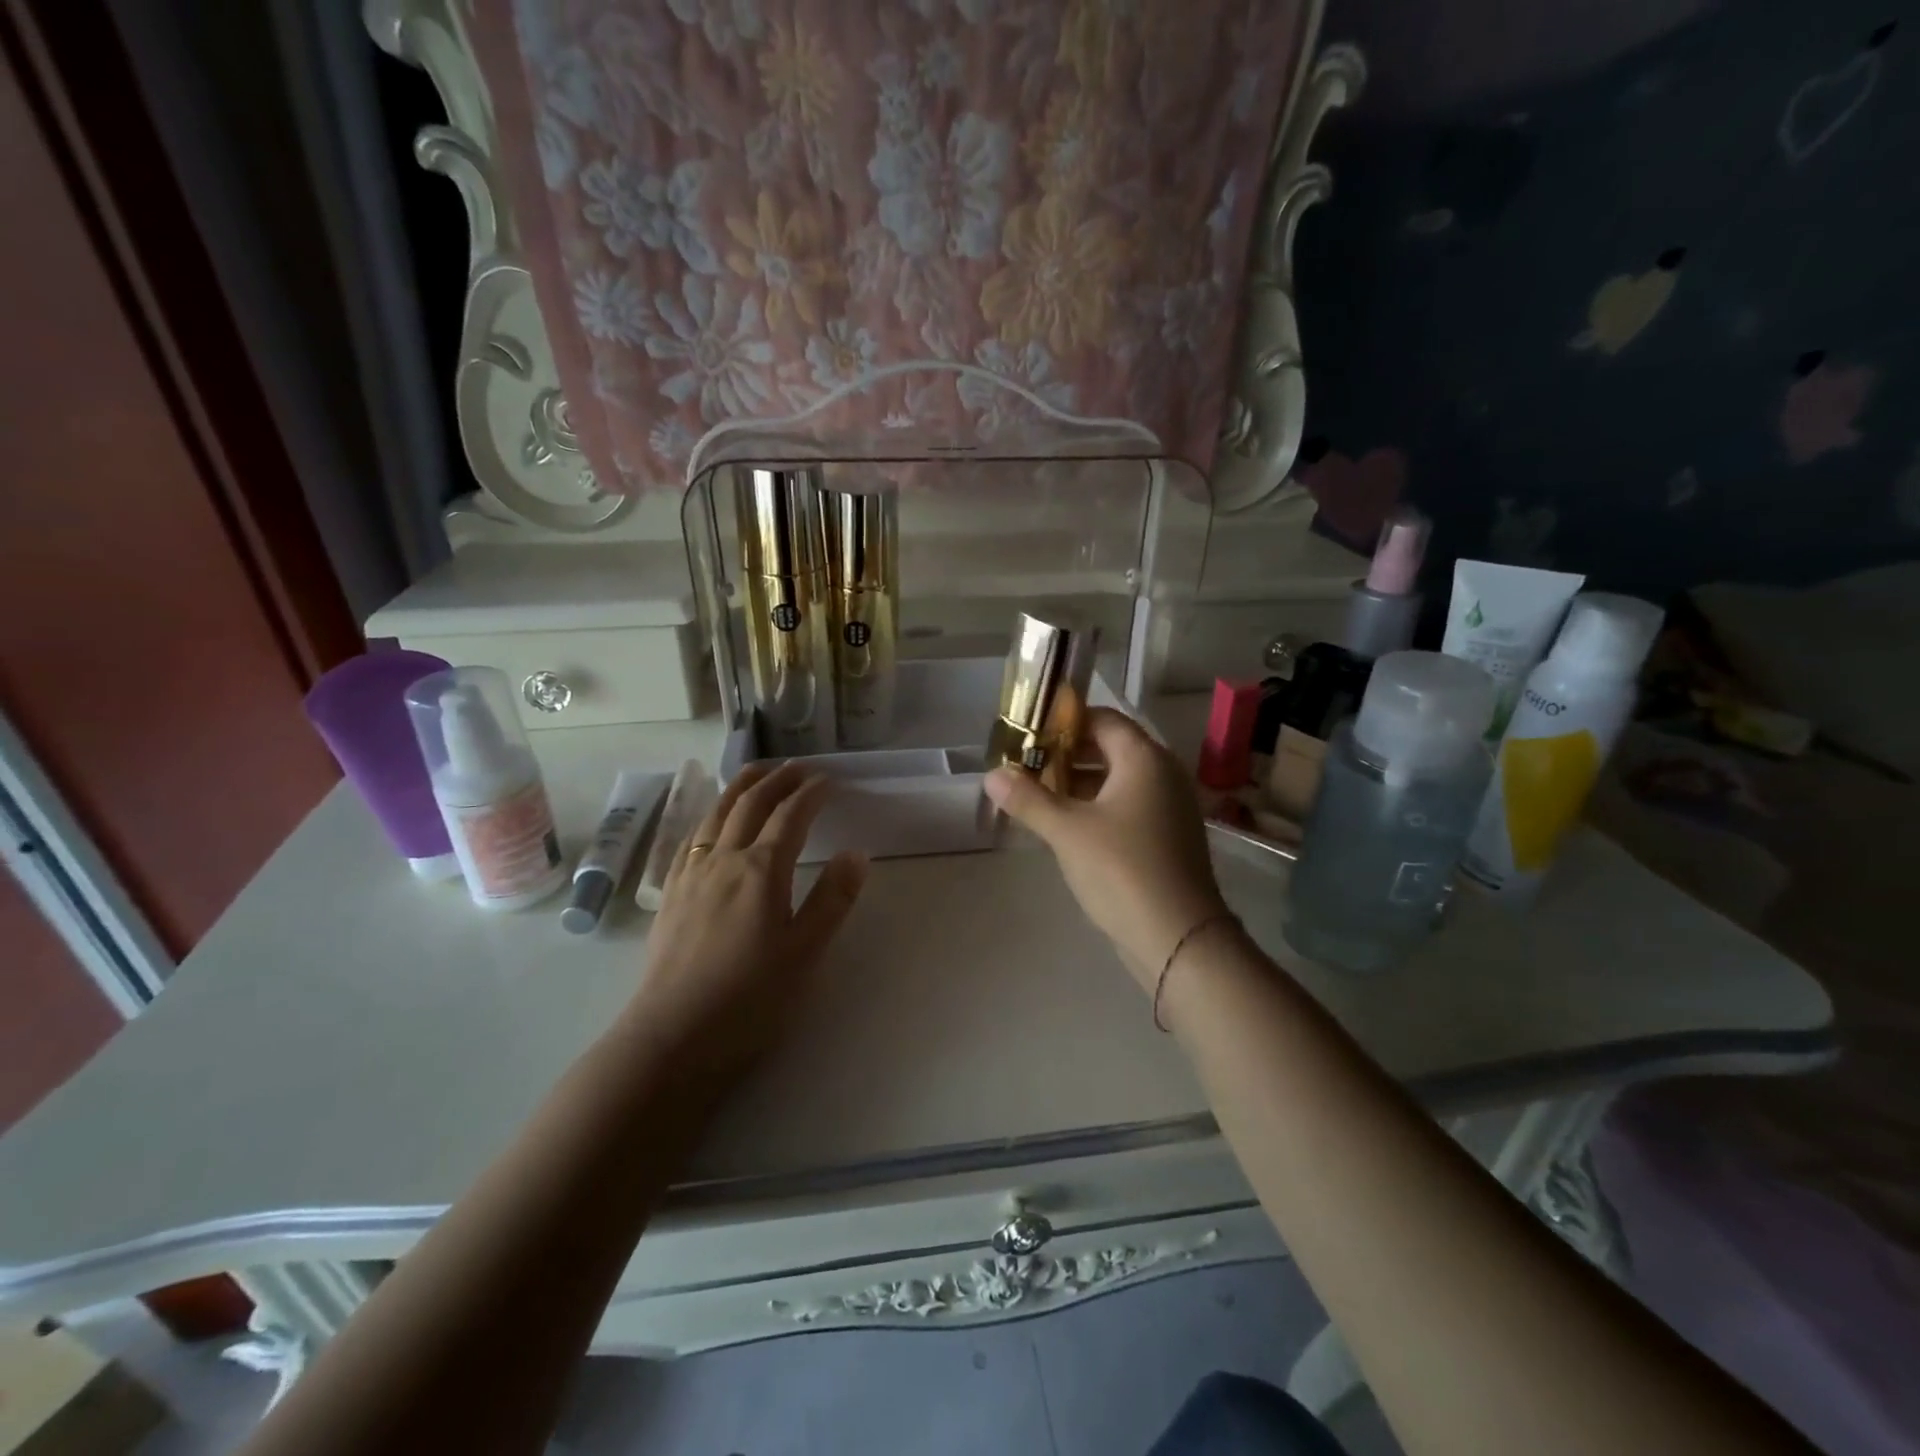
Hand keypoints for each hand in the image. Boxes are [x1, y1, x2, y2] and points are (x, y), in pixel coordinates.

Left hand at [633, 761, 866, 1089]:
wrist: (673, 1036)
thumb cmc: (750, 997)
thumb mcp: (805, 952)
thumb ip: (833, 899)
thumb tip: (856, 853)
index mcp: (761, 870)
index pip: (790, 816)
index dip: (811, 793)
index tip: (829, 780)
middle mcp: (723, 860)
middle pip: (751, 804)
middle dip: (777, 779)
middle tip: (798, 767)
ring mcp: (691, 874)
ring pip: (716, 813)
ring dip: (740, 787)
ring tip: (757, 773)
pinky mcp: (670, 894)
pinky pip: (691, 837)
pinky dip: (710, 814)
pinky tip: (712, 820)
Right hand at [984, 708, 1228, 993]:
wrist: (1178, 937)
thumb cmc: (1122, 869)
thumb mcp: (1067, 831)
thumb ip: (1028, 799)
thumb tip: (992, 775)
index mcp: (1144, 758)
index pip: (1102, 719)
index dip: (1063, 722)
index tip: (1027, 733)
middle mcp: (1163, 773)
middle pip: (1109, 748)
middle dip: (1066, 754)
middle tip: (1025, 765)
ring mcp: (1169, 806)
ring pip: (1117, 780)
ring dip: (1078, 783)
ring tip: (1036, 794)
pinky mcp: (1167, 836)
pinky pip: (1127, 805)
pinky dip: (1096, 806)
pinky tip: (1065, 825)